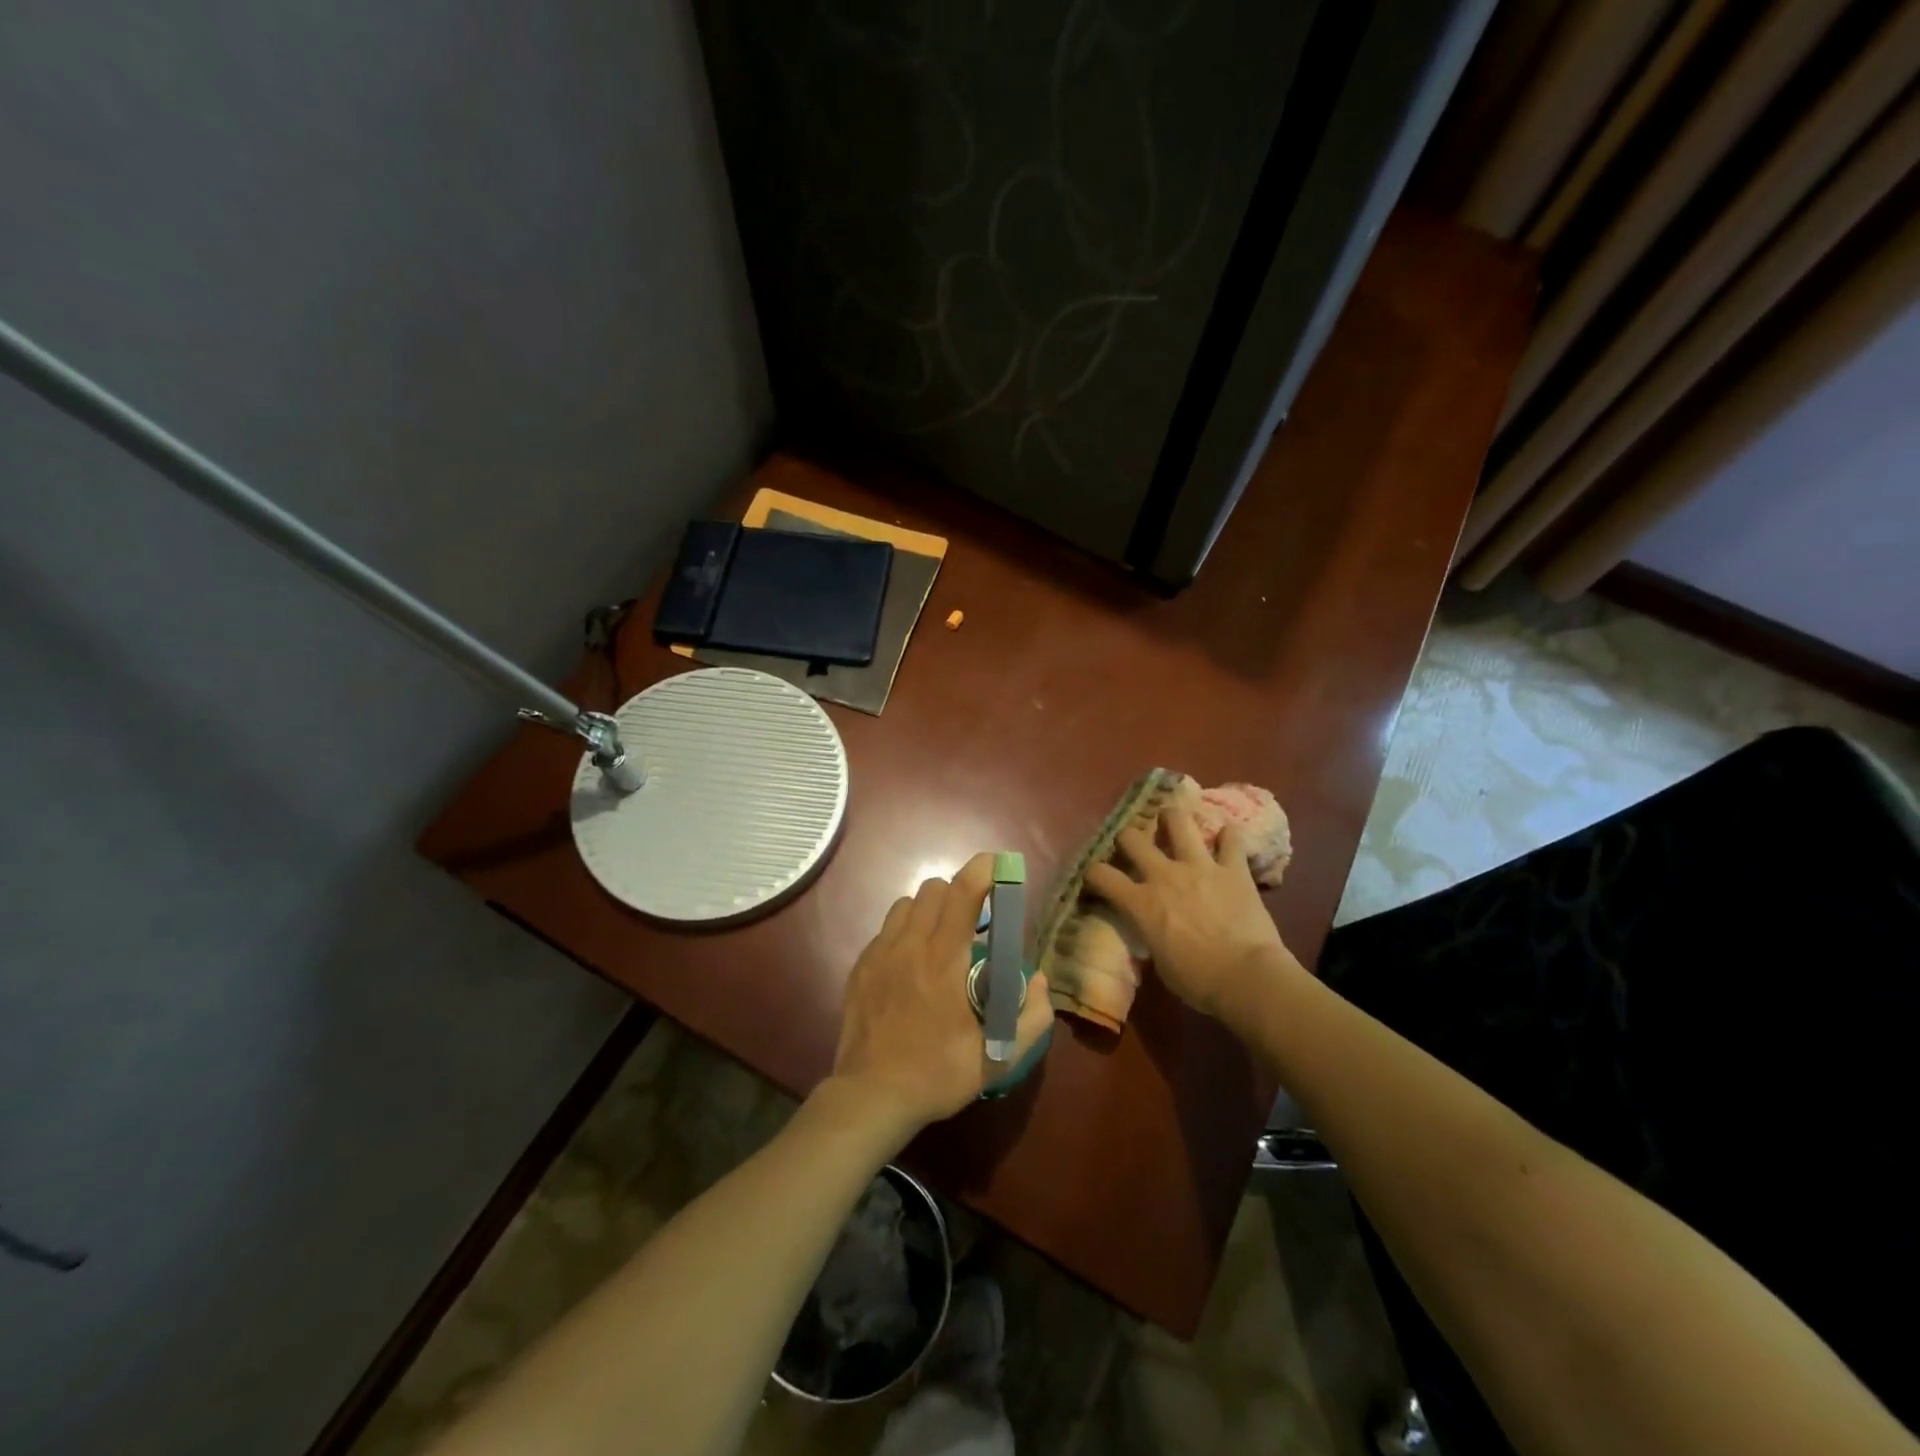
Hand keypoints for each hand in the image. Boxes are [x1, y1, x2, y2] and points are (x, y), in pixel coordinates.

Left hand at [831, 853, 1053, 1136]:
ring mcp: (880, 954)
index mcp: (945, 960)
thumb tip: (1038, 981)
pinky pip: (885, 930)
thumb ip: (1031, 1016)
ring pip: (905, 904)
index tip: (999, 866)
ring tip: (939, 941)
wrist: (872, 1096)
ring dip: (928, 911)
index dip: (983, 870)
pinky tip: (910, 966)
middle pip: (933, 889)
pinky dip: (904, 934)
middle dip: (958, 894)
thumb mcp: (999, 1057)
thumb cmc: (939, 1074)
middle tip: (973, 923)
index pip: (963, 893)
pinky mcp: (860, 967)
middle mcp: (910, 945)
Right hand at [1083, 809, 1299, 1025]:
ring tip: (1173, 821)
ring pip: (1178, 821)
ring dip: (1173, 819)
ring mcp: (1200, 866)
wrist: (1247, 977)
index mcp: (1141, 903)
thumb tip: (1153, 926)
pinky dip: (1229, 837)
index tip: (1096, 878)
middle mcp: (1164, 875)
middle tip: (1134, 845)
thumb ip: (1151, 932)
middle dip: (1128, 838)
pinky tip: (1227, 838)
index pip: (1101, 875)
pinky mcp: (1233, 868)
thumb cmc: (1198, 981)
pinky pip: (1232, 839)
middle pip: (1132, 837)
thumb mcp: (1159, 960)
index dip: (1094, 873)